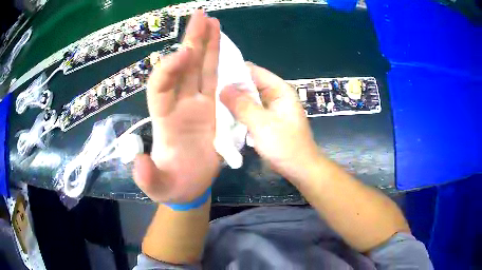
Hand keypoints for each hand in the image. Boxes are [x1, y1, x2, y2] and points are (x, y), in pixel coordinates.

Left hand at [133, 11, 220, 202]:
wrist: (189, 187)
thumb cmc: (171, 185)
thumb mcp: (157, 187)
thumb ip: (148, 177)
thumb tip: (138, 162)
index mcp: (164, 119)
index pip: (160, 87)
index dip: (168, 70)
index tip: (182, 54)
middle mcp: (180, 106)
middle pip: (183, 68)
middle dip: (191, 42)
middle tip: (200, 17)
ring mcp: (199, 105)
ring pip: (202, 69)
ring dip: (207, 45)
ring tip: (213, 22)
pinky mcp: (215, 110)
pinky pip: (217, 82)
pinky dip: (221, 63)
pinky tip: (225, 47)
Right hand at [220, 63, 318, 183]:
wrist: (300, 169)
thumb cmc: (285, 146)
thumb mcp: (262, 124)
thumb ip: (242, 105)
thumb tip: (222, 87)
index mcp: (279, 89)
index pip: (253, 71)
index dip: (233, 71)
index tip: (212, 77)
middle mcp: (275, 95)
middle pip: (249, 84)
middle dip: (230, 88)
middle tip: (208, 93)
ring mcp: (271, 108)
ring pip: (247, 98)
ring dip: (233, 101)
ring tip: (211, 103)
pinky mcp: (266, 120)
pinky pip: (249, 111)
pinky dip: (238, 112)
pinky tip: (223, 116)